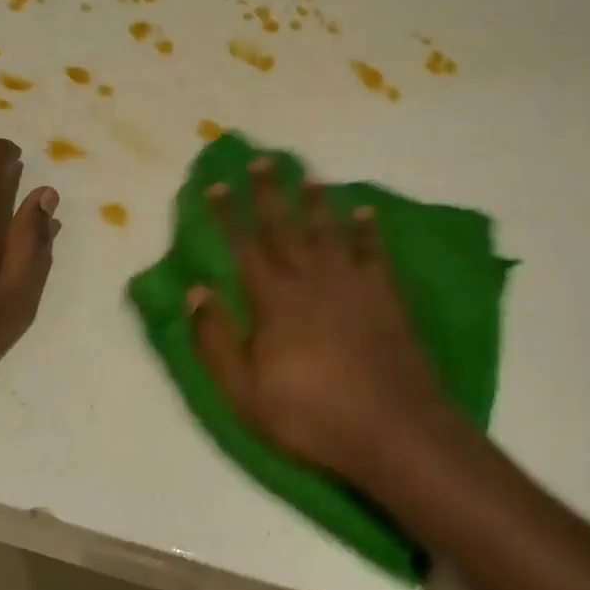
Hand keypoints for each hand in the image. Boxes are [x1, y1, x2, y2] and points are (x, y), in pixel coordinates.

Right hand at [187, 157, 461, 482]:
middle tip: (263, 160)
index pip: (244, 247)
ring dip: (317, 202)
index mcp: (274, 301)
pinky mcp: (385, 296)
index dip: (226, 215)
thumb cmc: (312, 416)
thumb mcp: (245, 393)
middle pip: (285, 227)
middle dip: (269, 193)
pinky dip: (368, 229)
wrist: (393, 429)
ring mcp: (352, 285)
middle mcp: (311, 280)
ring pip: (328, 231)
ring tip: (310, 177)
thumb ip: (216, 341)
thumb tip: (196, 291)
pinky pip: (374, 252)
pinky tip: (366, 212)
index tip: (215, 185)